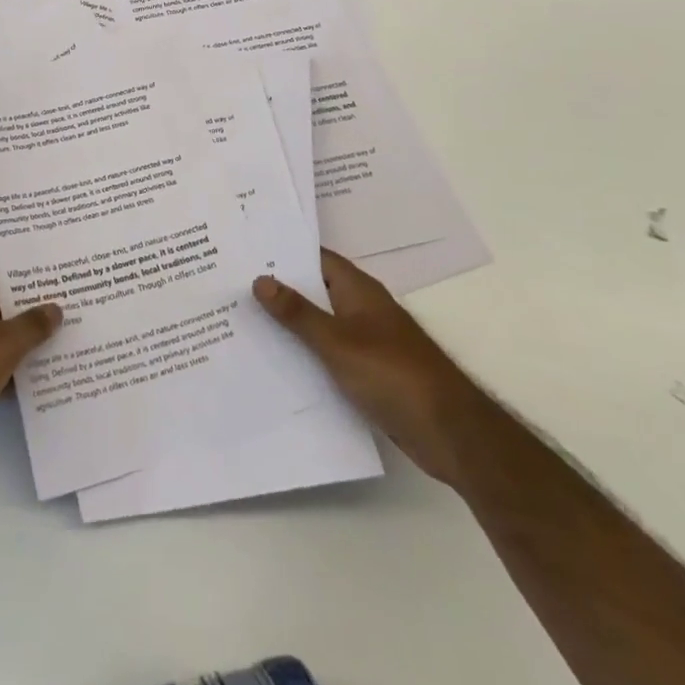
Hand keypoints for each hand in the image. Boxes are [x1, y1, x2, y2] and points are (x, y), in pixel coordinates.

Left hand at [0, 254, 61, 478]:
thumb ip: (32, 325)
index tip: (46, 264)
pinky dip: (5, 369)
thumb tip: (55, 307)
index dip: (14, 261)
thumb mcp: (4, 345)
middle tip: (63, 300)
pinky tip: (33, 378)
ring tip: (57, 337)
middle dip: (24, 300)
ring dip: (17, 337)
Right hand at [254, 249, 489, 485]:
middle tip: (232, 284)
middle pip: (314, 290)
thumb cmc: (394, 374)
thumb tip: (260, 278)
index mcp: (357, 290)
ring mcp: (366, 341)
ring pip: (319, 324)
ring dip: (290, 323)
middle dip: (279, 288)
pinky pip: (328, 354)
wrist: (451, 434)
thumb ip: (298, 313)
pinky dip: (305, 354)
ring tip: (243, 320)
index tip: (244, 250)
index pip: (314, 258)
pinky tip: (275, 362)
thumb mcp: (337, 342)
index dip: (282, 252)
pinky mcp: (368, 373)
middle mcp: (361, 309)